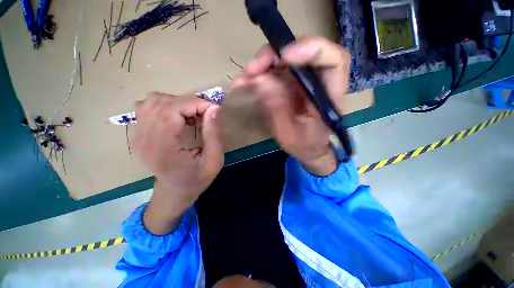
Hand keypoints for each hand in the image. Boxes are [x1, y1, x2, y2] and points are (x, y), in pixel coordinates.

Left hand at [133, 92, 223, 234]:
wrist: (174, 192)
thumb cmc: (196, 179)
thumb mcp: (214, 161)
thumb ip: (214, 134)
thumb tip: (214, 109)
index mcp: (164, 147)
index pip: (173, 111)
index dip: (196, 104)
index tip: (214, 109)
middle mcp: (145, 138)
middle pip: (162, 102)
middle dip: (190, 103)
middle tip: (206, 114)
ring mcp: (138, 134)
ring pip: (152, 100)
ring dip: (177, 103)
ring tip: (191, 115)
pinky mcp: (138, 133)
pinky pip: (147, 106)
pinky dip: (165, 105)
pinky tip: (178, 118)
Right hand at [231, 37, 350, 175]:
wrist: (308, 149)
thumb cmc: (304, 145)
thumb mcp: (289, 135)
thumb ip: (277, 110)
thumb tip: (260, 79)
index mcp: (329, 96)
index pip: (333, 59)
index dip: (311, 49)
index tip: (284, 57)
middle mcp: (318, 82)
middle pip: (302, 52)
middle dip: (274, 56)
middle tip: (252, 70)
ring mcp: (303, 81)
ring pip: (284, 60)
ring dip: (261, 66)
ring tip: (243, 81)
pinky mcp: (291, 84)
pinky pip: (274, 72)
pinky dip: (258, 76)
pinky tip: (244, 84)